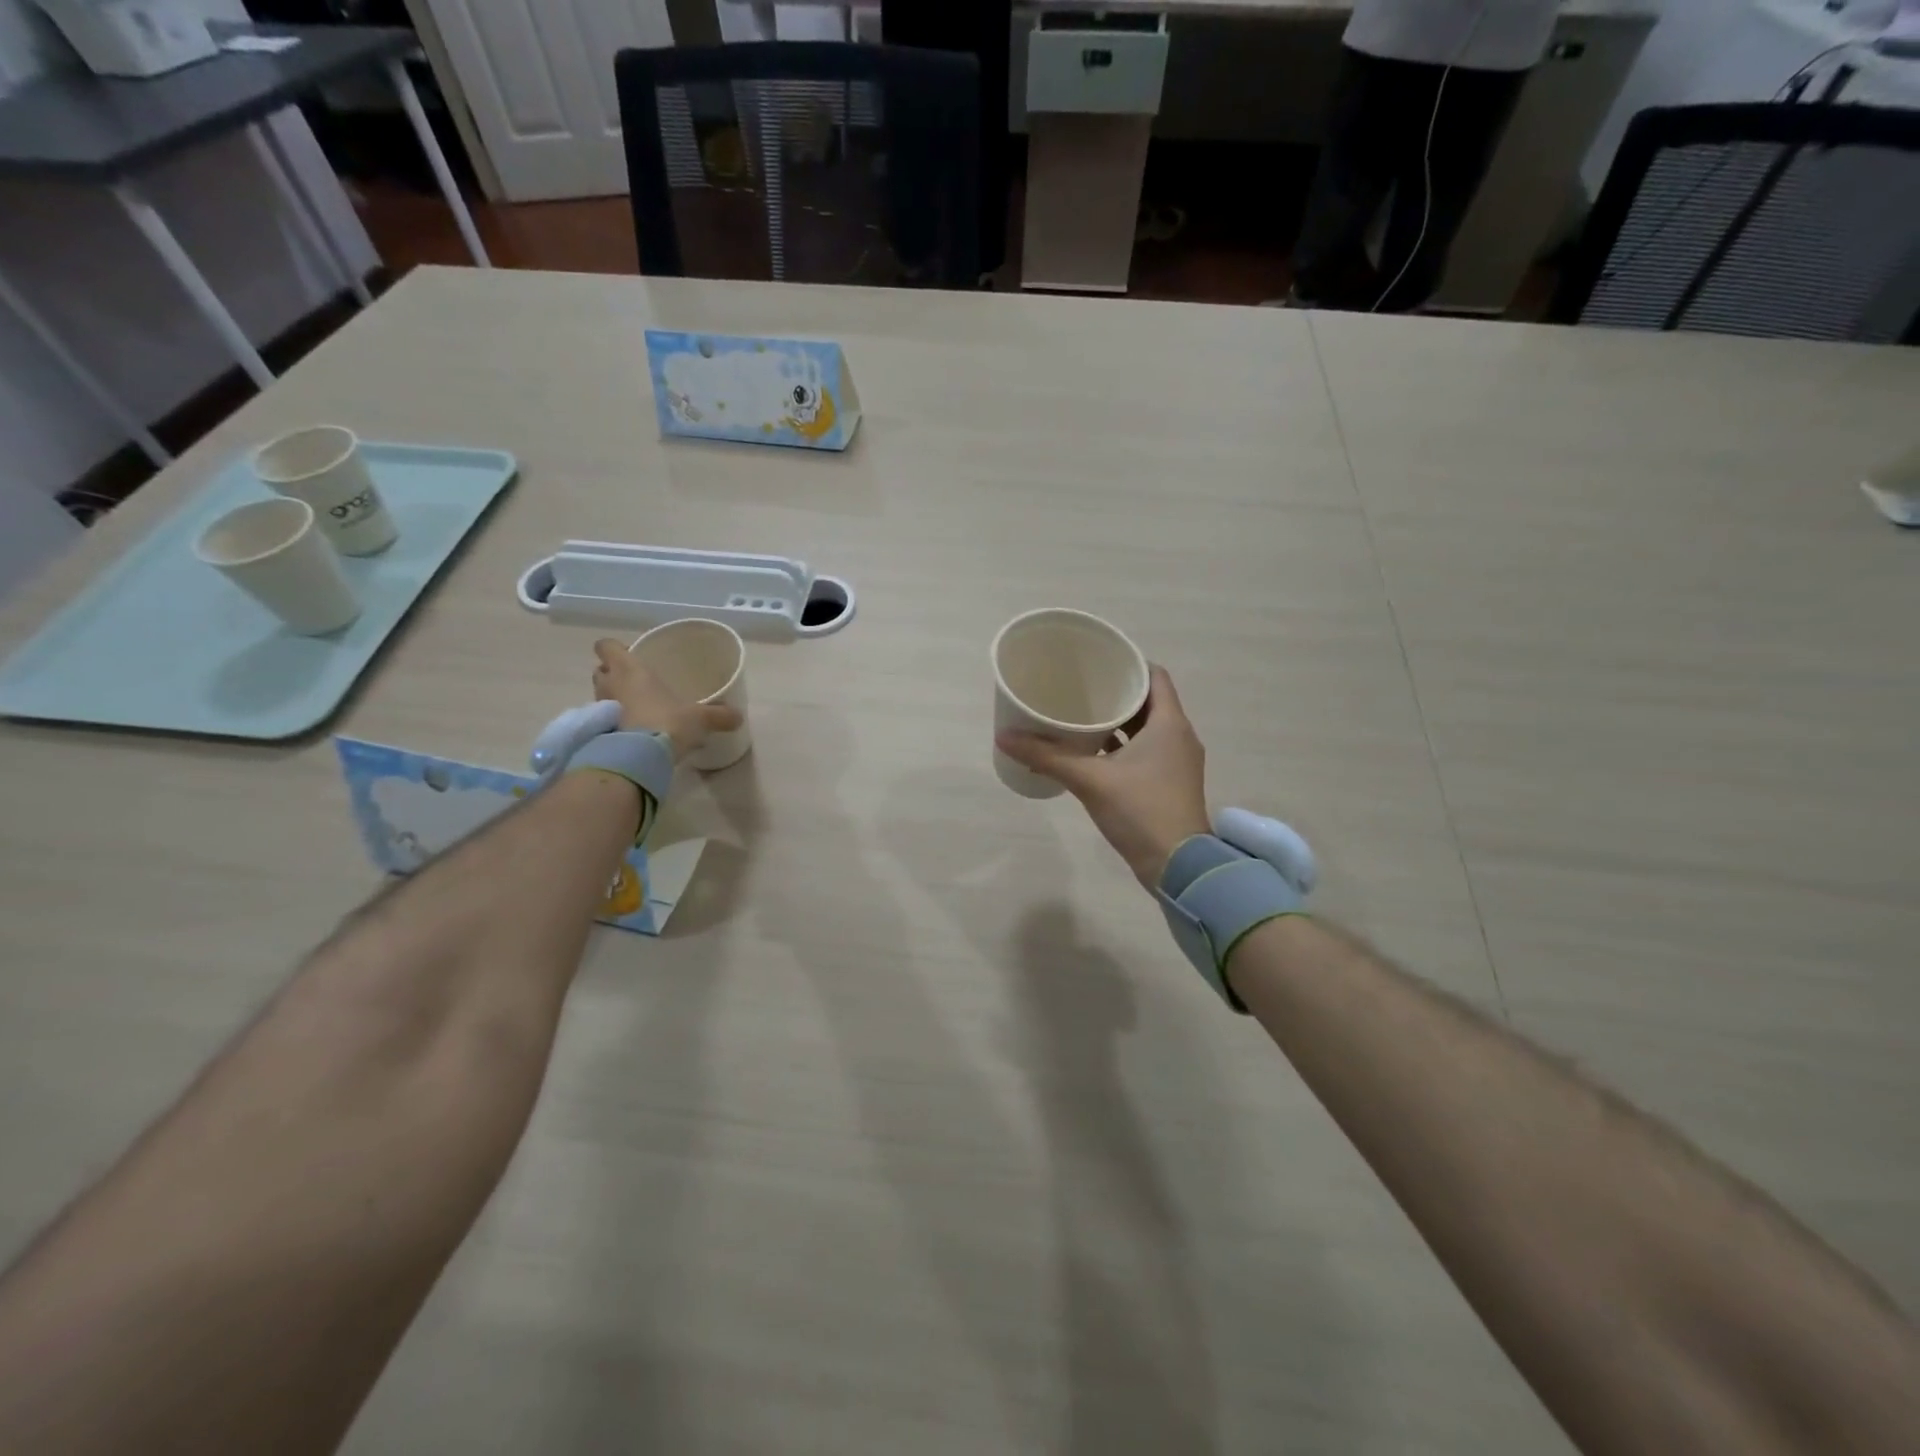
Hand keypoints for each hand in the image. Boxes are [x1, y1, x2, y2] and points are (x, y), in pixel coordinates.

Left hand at [592, 639, 742, 760]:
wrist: (640, 758)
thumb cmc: (667, 721)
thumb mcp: (700, 718)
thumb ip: (719, 715)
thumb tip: (739, 717)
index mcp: (629, 669)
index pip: (606, 646)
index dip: (614, 648)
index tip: (629, 654)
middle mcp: (610, 684)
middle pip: (601, 670)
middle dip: (613, 674)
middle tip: (635, 682)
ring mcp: (600, 709)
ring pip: (601, 694)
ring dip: (613, 698)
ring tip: (636, 707)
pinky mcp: (599, 732)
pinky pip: (604, 720)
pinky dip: (614, 722)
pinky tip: (634, 730)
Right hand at [996, 665, 1209, 889]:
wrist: (1179, 866)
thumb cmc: (1140, 810)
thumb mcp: (1089, 780)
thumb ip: (1046, 756)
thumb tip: (1005, 737)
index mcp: (1170, 724)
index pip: (1155, 676)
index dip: (1129, 665)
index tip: (1099, 663)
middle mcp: (1180, 737)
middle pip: (1149, 702)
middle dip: (1116, 694)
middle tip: (1081, 688)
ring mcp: (1178, 763)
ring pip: (1148, 730)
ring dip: (1119, 723)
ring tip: (1082, 718)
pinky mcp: (1170, 784)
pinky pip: (1147, 753)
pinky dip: (1123, 748)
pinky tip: (1093, 754)